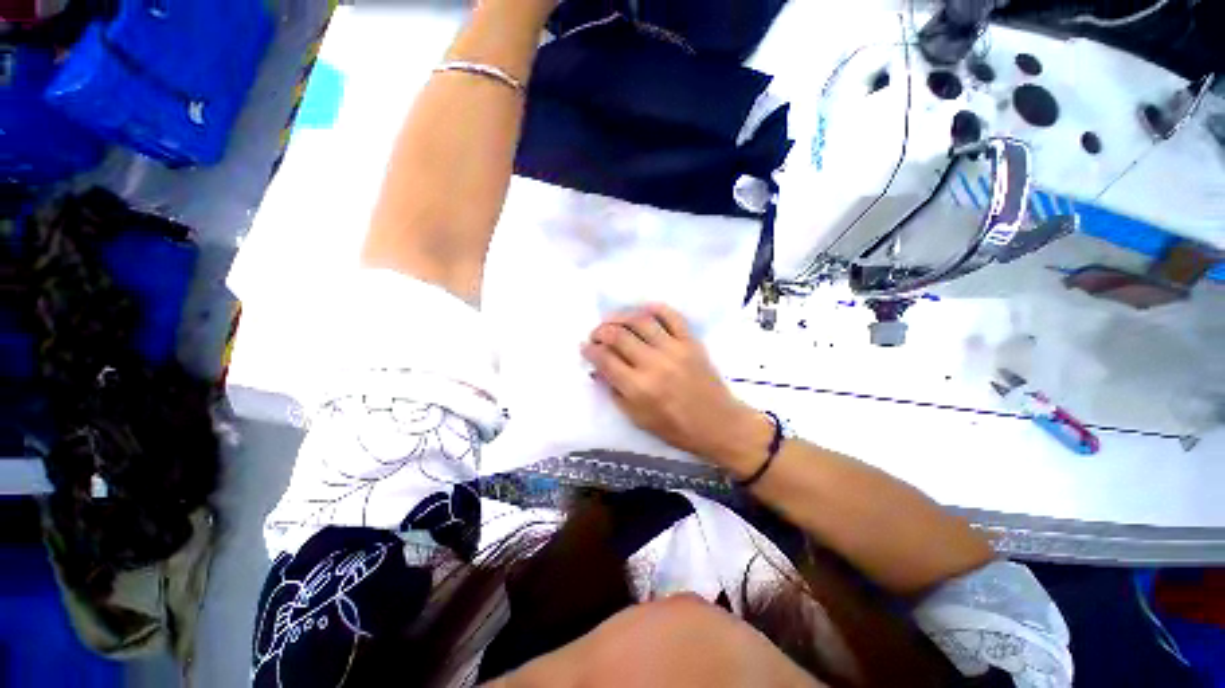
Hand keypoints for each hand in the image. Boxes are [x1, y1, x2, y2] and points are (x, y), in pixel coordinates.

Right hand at [580, 304, 773, 476]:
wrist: (718, 424)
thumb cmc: (675, 428)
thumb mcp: (637, 418)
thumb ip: (615, 392)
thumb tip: (598, 369)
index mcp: (638, 388)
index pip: (605, 359)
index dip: (590, 350)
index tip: (585, 347)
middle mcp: (654, 364)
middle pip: (618, 335)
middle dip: (600, 331)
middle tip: (596, 335)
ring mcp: (674, 349)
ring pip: (641, 320)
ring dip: (620, 316)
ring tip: (613, 321)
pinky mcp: (691, 342)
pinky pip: (671, 316)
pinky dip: (654, 308)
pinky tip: (642, 312)